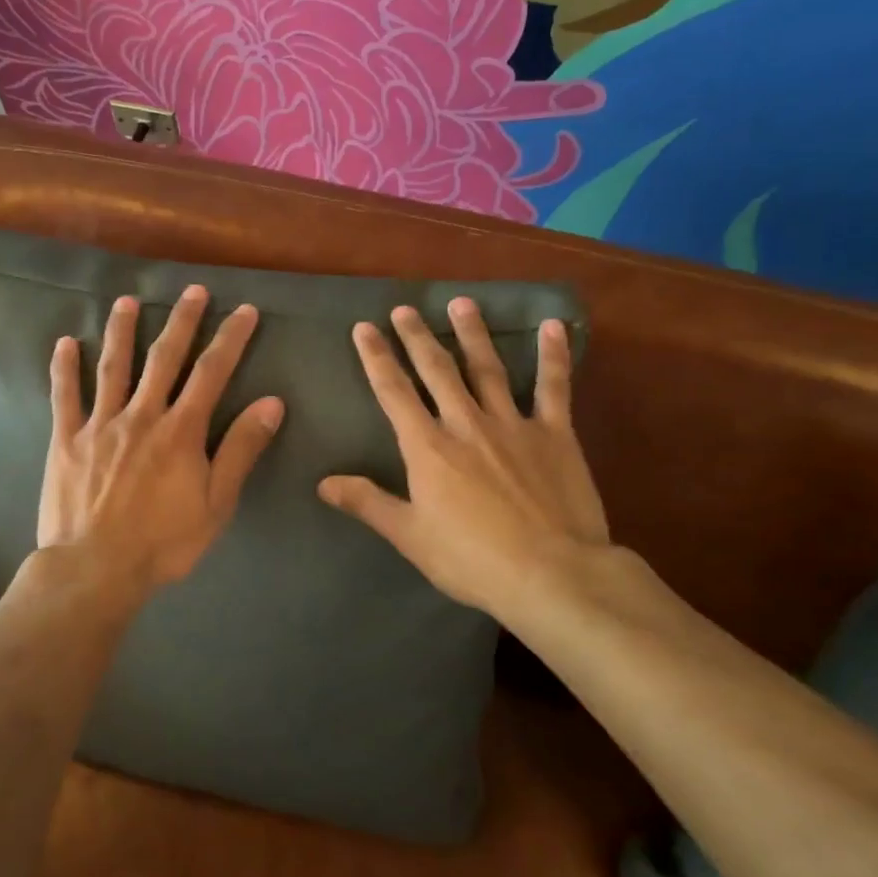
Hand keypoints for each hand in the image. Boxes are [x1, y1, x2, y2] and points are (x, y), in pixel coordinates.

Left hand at [38, 285, 284, 604]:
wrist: (95, 568)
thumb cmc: (163, 543)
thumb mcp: (216, 504)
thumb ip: (240, 451)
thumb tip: (270, 403)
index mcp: (180, 431)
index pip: (212, 373)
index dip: (230, 339)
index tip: (244, 311)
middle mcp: (141, 415)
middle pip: (164, 358)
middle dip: (182, 321)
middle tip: (193, 290)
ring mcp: (100, 424)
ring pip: (113, 367)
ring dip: (121, 331)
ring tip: (127, 301)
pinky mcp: (66, 440)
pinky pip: (64, 396)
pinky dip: (64, 368)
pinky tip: (65, 343)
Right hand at [317, 301, 610, 622]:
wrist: (552, 574)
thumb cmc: (472, 559)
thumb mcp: (410, 536)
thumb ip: (368, 503)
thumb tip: (323, 483)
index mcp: (428, 448)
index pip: (394, 393)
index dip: (376, 359)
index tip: (364, 328)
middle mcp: (466, 424)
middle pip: (437, 371)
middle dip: (417, 337)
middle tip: (405, 308)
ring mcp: (513, 424)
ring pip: (487, 369)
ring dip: (472, 334)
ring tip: (461, 302)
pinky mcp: (555, 434)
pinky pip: (553, 387)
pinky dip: (553, 356)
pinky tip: (552, 326)